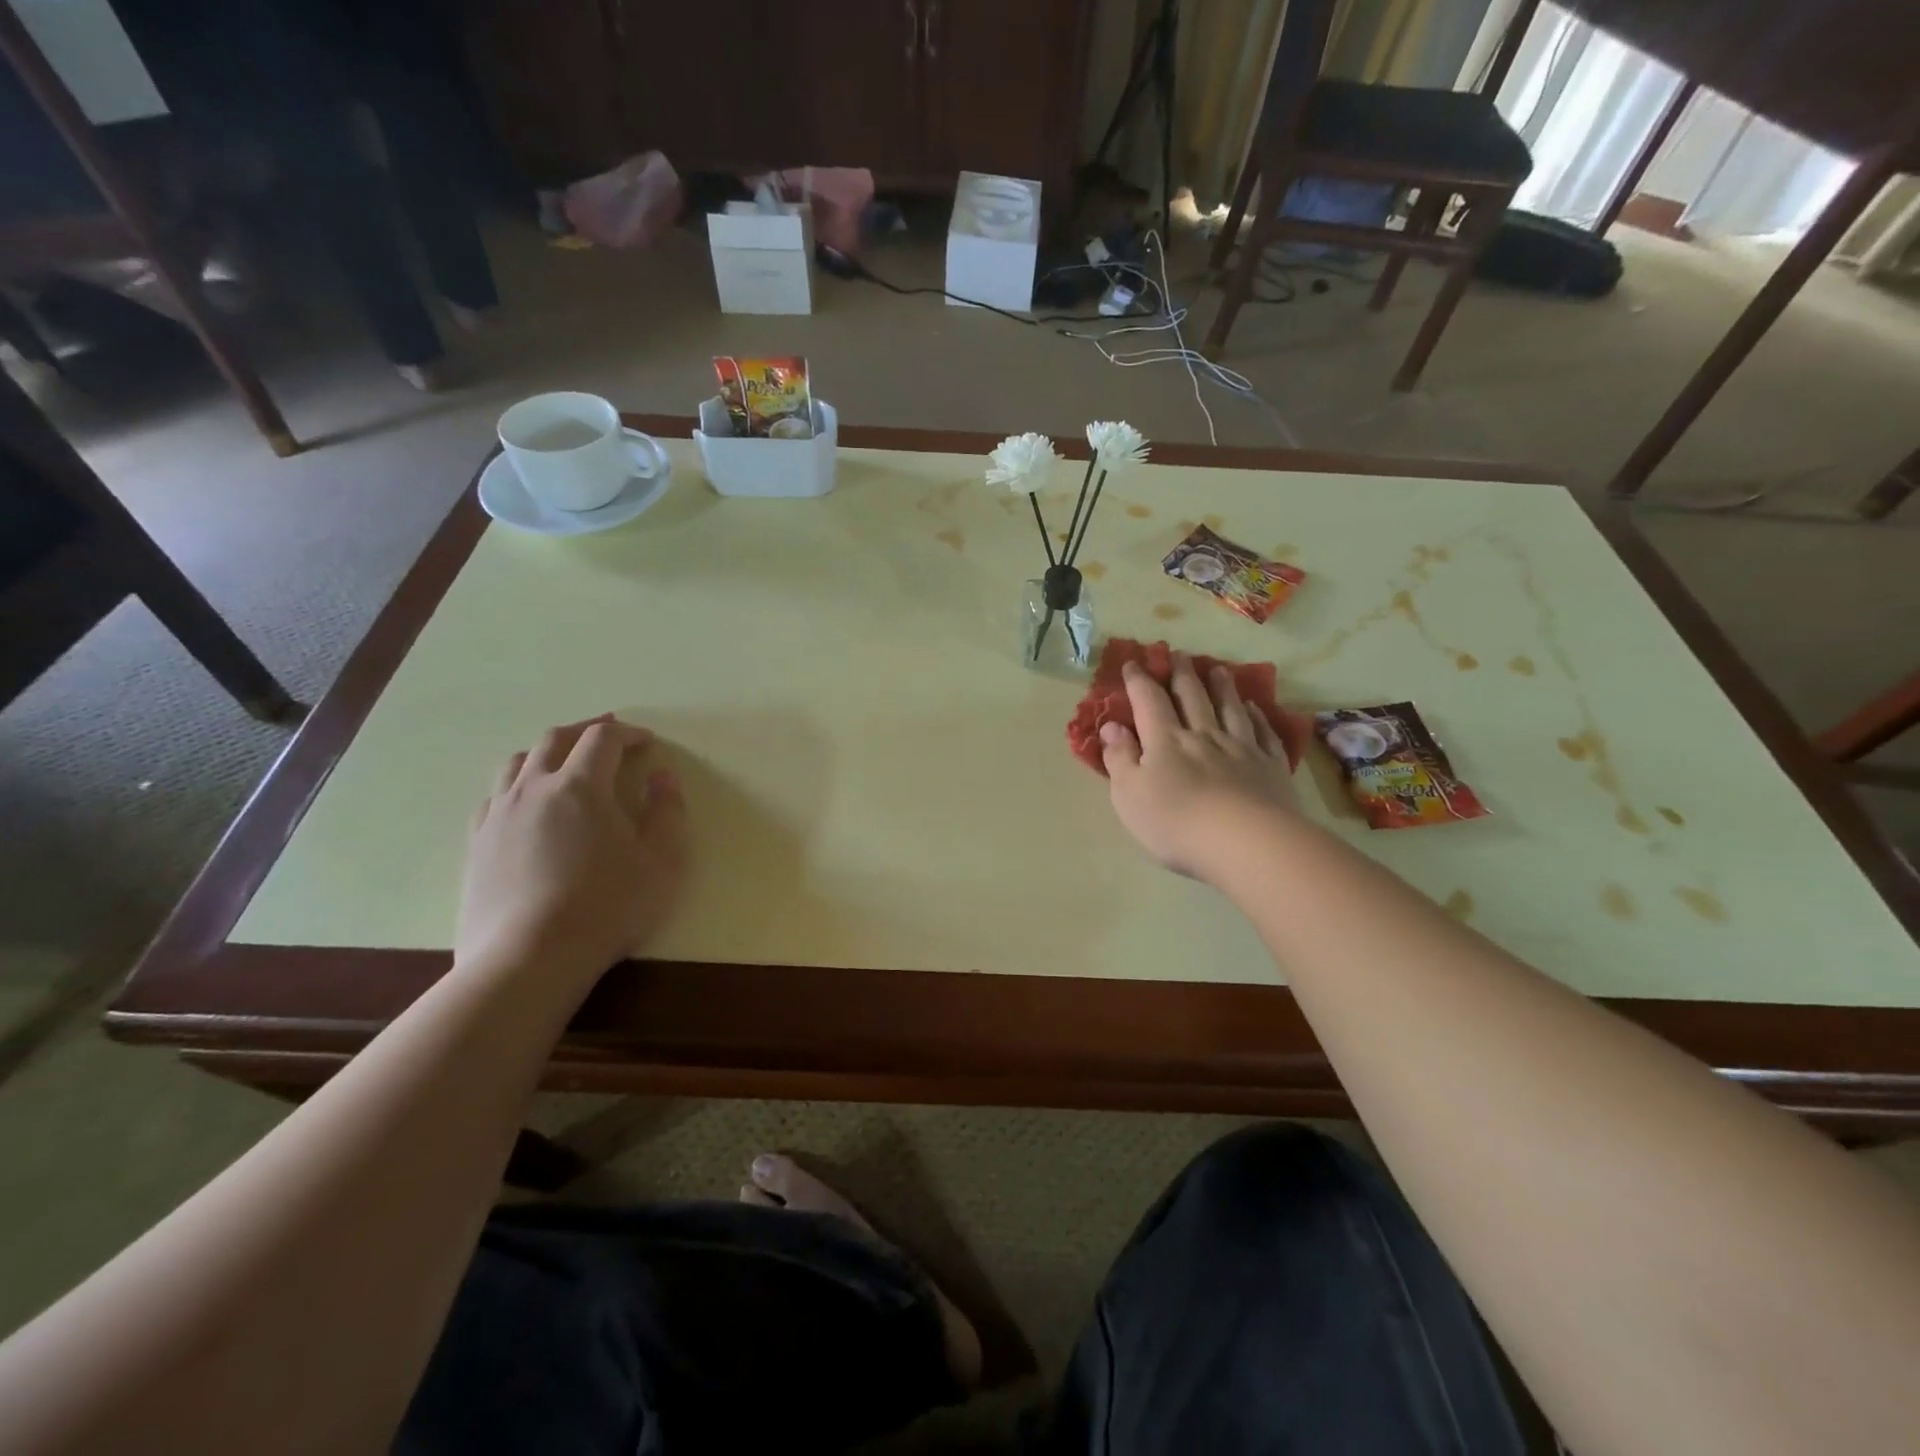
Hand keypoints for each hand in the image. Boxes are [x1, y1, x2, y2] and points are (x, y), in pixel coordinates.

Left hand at [455, 715, 686, 986]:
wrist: (528, 959)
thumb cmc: (607, 907)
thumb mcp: (662, 863)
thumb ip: (667, 813)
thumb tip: (662, 777)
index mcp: (581, 786)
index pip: (603, 740)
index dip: (628, 734)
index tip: (647, 742)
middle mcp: (534, 789)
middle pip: (555, 739)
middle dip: (585, 731)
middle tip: (608, 734)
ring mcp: (498, 815)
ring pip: (517, 763)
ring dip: (547, 752)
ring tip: (565, 762)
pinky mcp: (476, 845)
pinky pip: (494, 796)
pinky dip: (518, 785)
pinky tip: (527, 804)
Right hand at [1099, 653, 1298, 879]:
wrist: (1247, 843)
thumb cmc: (1176, 823)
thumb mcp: (1129, 795)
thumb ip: (1120, 758)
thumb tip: (1111, 726)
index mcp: (1165, 741)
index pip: (1149, 701)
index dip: (1139, 681)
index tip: (1133, 663)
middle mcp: (1203, 736)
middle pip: (1192, 697)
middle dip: (1182, 674)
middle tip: (1179, 654)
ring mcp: (1241, 748)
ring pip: (1229, 708)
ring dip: (1222, 687)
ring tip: (1218, 669)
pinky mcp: (1270, 767)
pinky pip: (1263, 733)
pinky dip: (1257, 716)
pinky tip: (1254, 708)